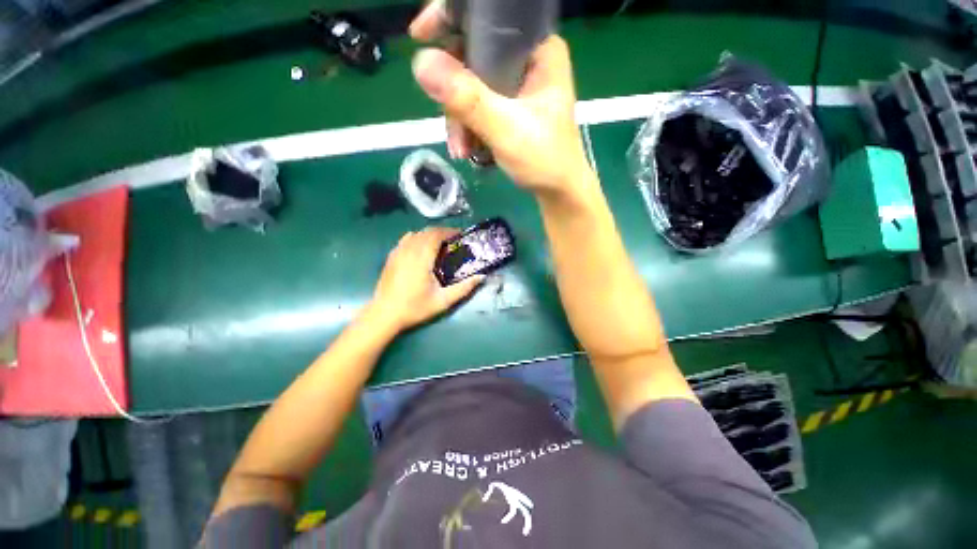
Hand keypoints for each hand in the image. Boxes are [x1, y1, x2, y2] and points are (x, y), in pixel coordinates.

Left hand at [369, 228, 484, 331]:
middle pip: (426, 231)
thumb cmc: (414, 308)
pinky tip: (420, 250)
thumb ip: (463, 288)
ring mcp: (398, 251)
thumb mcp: (442, 301)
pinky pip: (405, 240)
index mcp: (422, 256)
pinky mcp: (391, 257)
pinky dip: (416, 239)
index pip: (437, 234)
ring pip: (415, 234)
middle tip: (453, 242)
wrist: (385, 314)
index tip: (461, 236)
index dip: (450, 232)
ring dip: (429, 235)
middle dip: (441, 233)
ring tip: (439, 245)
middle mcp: (409, 249)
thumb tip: (481, 276)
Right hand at [409, 3, 592, 196]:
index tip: (421, 32)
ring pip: (463, 70)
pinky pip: (466, 90)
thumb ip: (467, 97)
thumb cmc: (547, 158)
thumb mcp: (506, 128)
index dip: (454, 17)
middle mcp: (526, 54)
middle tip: (438, 99)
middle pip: (471, 42)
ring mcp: (512, 73)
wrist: (558, 192)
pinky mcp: (502, 91)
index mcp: (539, 48)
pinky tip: (465, 144)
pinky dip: (459, 115)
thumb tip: (421, 60)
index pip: (493, 16)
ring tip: (462, 144)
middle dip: (450, 76)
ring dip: (454, 106)